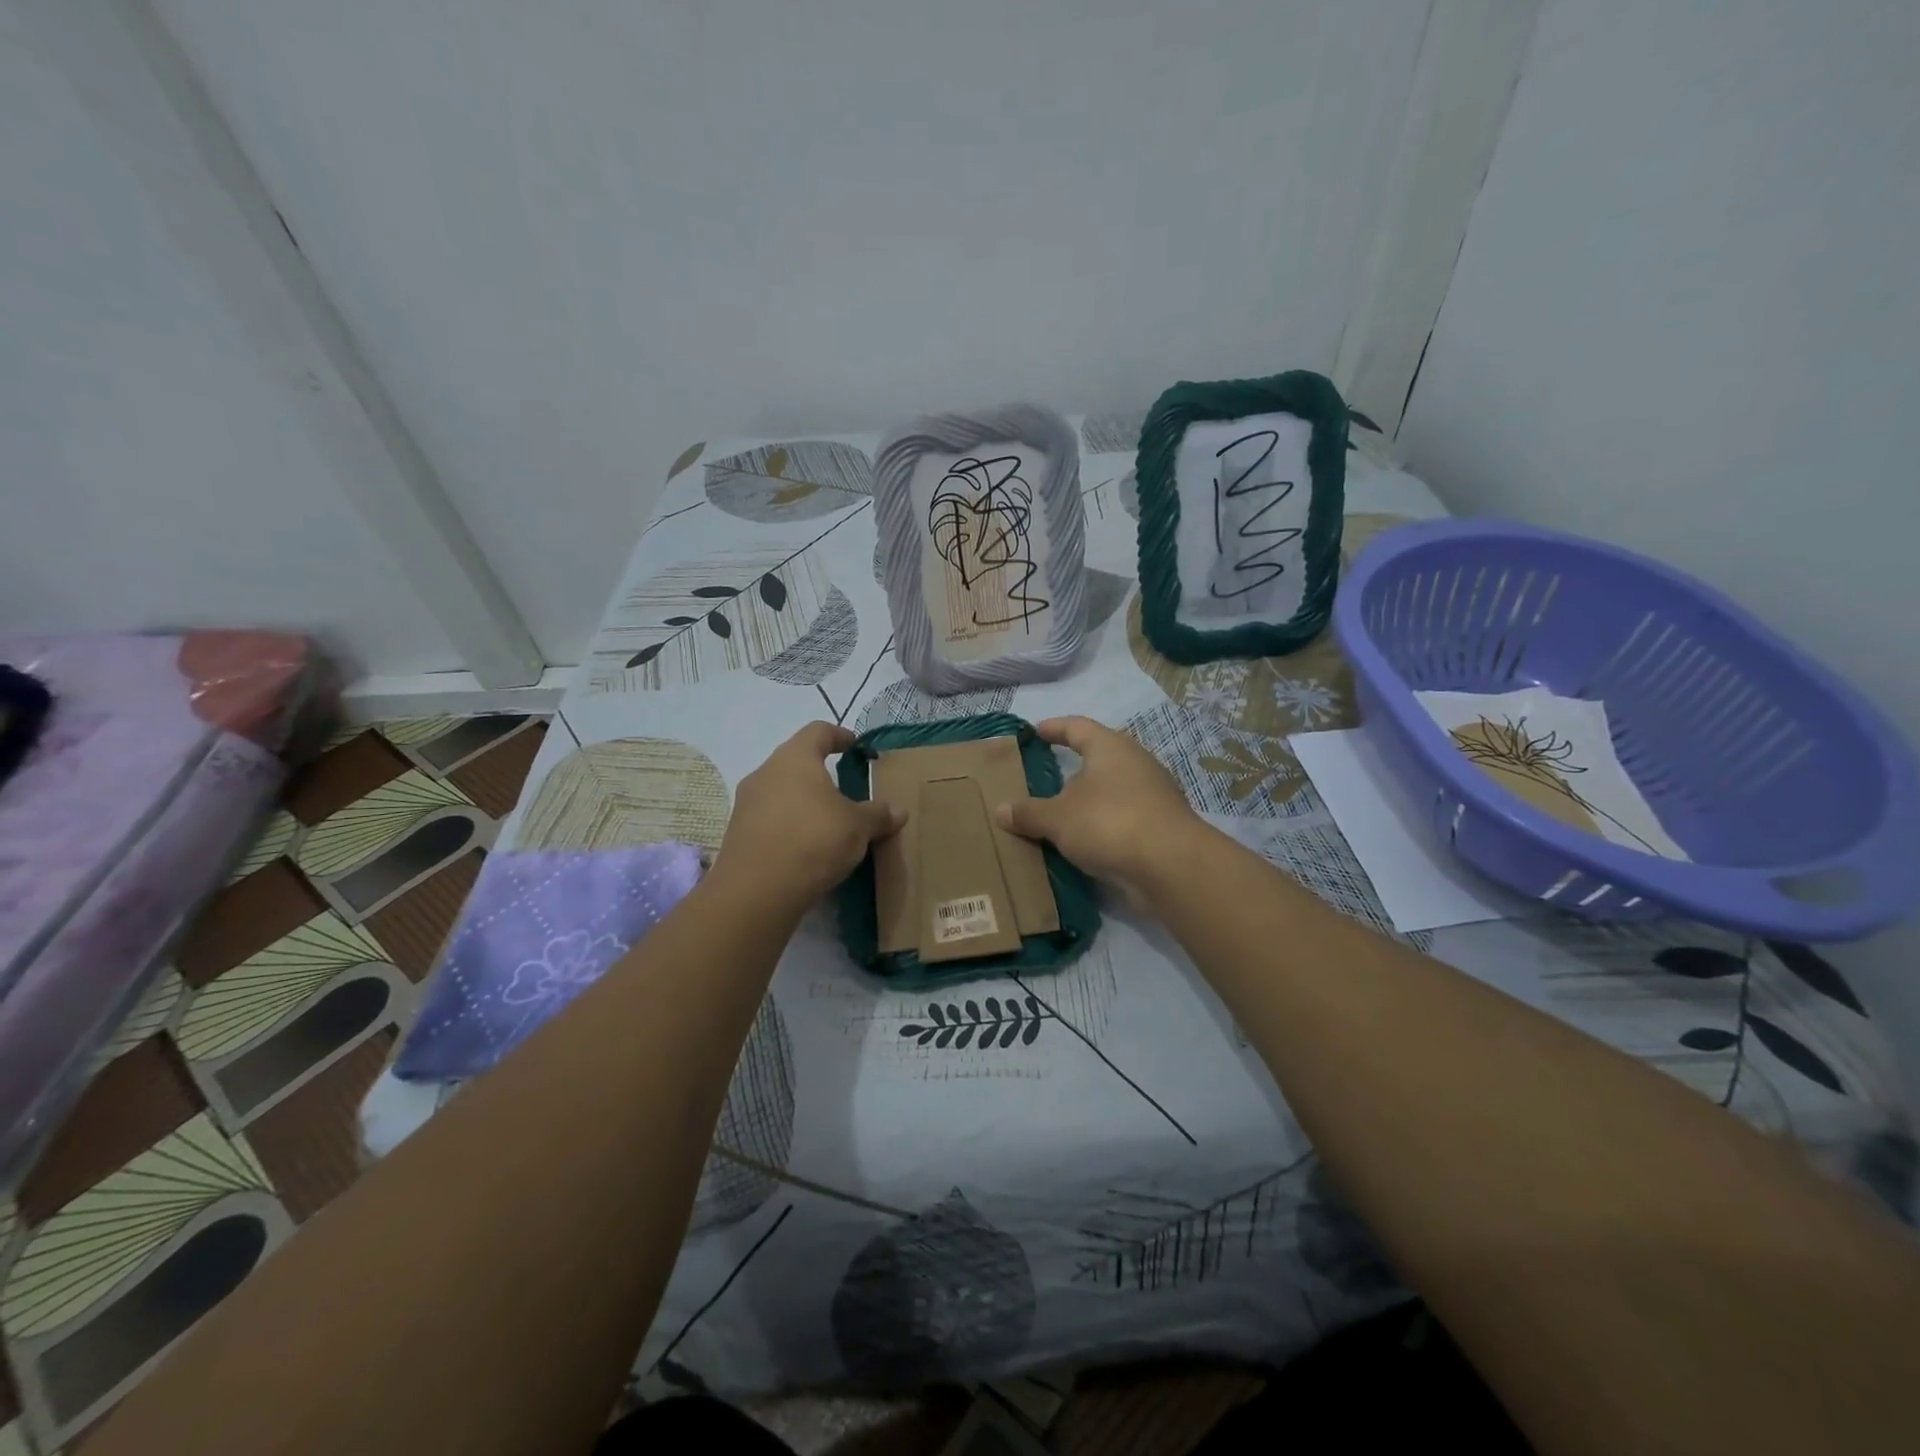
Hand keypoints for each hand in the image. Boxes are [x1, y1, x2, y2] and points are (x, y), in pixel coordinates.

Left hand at [713, 722, 902, 908]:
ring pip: (780, 792)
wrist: (756, 891)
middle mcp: (765, 773)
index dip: (839, 735)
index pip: (818, 731)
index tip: (854, 746)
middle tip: (844, 790)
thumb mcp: (858, 827)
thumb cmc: (813, 840)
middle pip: (795, 761)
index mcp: (795, 758)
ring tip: (826, 822)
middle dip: (819, 773)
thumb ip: (878, 815)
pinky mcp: (738, 834)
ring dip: (802, 801)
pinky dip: (788, 826)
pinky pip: (769, 820)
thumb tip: (898, 811)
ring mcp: (746, 804)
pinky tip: (805, 847)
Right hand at [993, 716, 1204, 894]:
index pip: (1077, 727)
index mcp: (1110, 747)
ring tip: (1064, 810)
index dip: (1054, 728)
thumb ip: (1028, 813)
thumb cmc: (1109, 823)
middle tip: (1048, 773)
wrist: (1171, 865)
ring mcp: (1154, 792)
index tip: (1036, 732)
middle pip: (1100, 755)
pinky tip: (1089, 838)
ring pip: (1114, 787)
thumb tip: (999, 810)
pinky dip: (1105, 821)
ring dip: (1091, 797)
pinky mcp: (1162, 823)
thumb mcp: (1058, 819)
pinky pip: (1125, 814)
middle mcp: (1136, 761)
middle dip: (1075, 764)